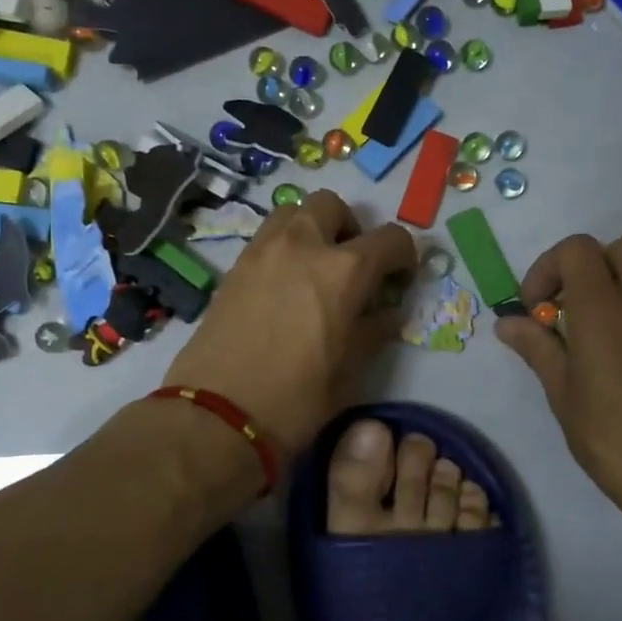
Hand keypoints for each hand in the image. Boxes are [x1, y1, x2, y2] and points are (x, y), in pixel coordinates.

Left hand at [164, 190, 415, 453]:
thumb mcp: (351, 370)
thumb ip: (374, 330)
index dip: (403, 257)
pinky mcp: (234, 266)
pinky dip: (285, 246)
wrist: (217, 414)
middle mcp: (303, 244)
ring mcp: (263, 250)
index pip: (390, 238)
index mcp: (344, 269)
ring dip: (313, 229)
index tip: (399, 281)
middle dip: (351, 228)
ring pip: (294, 212)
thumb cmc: (296, 398)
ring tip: (315, 270)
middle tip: (353, 267)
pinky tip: (285, 287)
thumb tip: (387, 311)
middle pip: (333, 206)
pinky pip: (267, 237)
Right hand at [497, 234, 621, 527]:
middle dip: (588, 266)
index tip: (535, 309)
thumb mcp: (563, 394)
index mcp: (605, 310)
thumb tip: (508, 322)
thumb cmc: (613, 438)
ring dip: (612, 288)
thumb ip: (538, 348)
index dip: (548, 268)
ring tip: (587, 338)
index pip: (578, 249)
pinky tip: (615, 360)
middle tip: (567, 308)